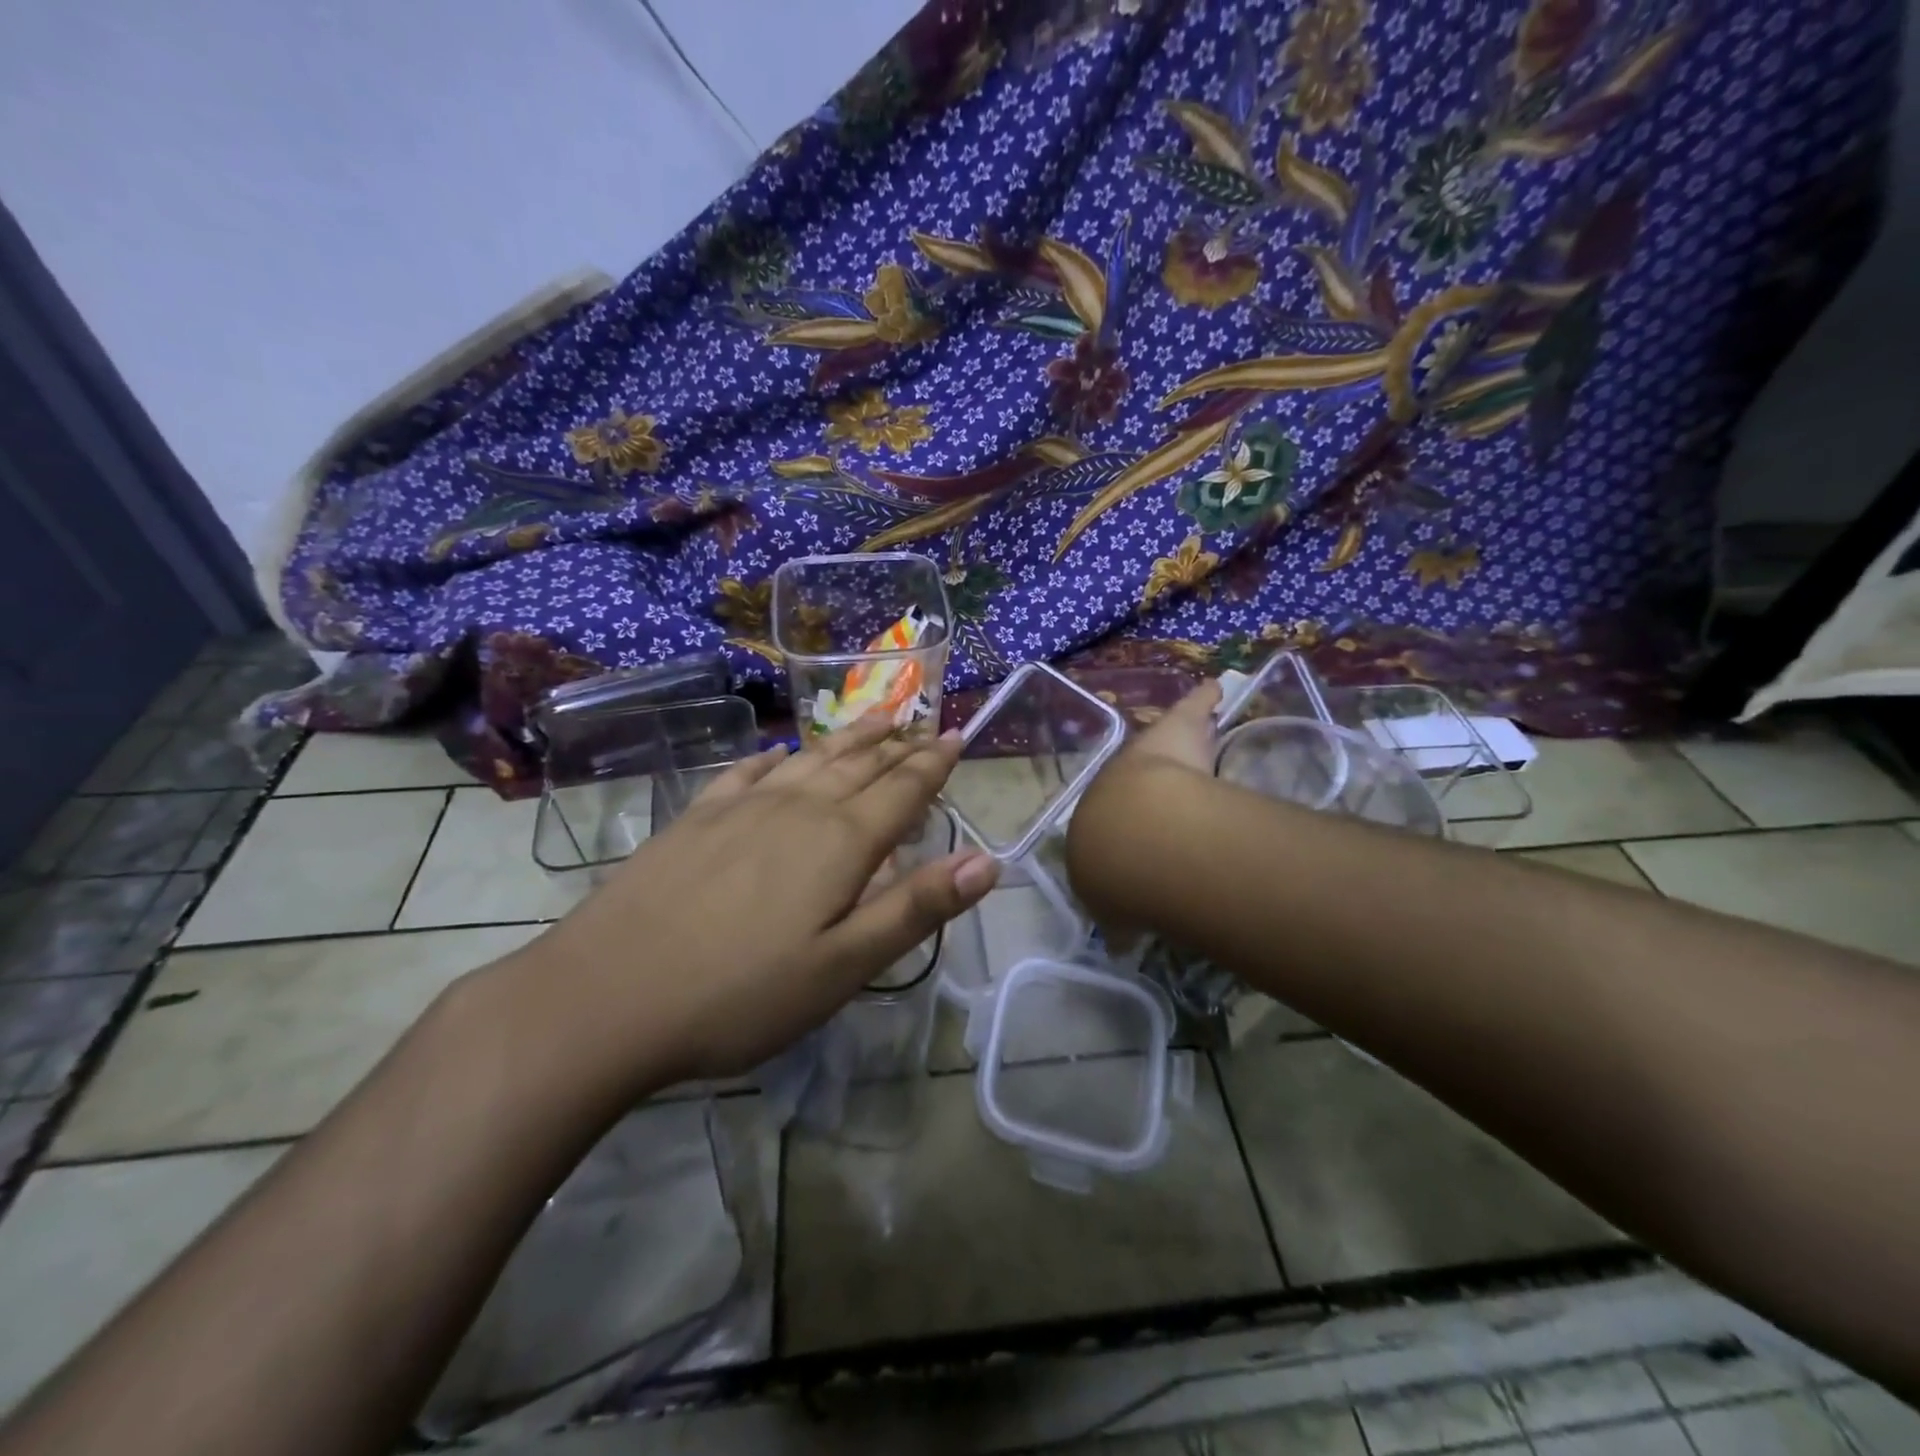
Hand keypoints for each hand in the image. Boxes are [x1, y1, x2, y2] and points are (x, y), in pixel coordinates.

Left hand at [509, 717, 999, 1094]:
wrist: (605, 997)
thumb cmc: (740, 995)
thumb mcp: (842, 968)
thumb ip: (915, 909)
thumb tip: (988, 862)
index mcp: (840, 843)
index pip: (903, 789)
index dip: (933, 763)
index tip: (955, 735)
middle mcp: (797, 809)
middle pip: (860, 766)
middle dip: (897, 744)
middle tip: (922, 722)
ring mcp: (741, 808)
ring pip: (811, 759)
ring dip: (848, 738)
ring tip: (875, 718)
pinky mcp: (696, 819)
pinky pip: (749, 771)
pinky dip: (778, 757)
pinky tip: (784, 753)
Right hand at [1066, 679, 1220, 946]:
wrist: (1137, 838)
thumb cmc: (1115, 870)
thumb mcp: (1108, 906)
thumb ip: (1119, 920)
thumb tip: (1122, 943)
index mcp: (1097, 823)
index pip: (1108, 820)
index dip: (1126, 823)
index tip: (1143, 829)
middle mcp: (1118, 782)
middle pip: (1136, 776)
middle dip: (1151, 776)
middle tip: (1166, 776)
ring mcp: (1150, 756)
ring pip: (1164, 747)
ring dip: (1178, 742)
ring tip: (1193, 732)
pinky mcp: (1179, 729)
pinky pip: (1193, 708)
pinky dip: (1204, 698)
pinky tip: (1216, 687)